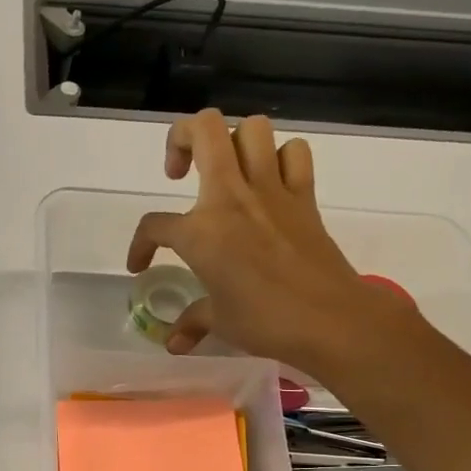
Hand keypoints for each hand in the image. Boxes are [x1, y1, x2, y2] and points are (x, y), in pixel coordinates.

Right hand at [126, 110, 409, 379]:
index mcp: (200, 232)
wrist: (330, 319)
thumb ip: (192, 321)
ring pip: (252, 129)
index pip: (154, 225)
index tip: (141, 265)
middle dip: (182, 138)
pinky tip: (269, 181)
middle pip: (205, 130)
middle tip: (179, 171)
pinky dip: (280, 158)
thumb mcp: (219, 321)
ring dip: (232, 141)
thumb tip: (173, 342)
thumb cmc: (264, 321)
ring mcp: (272, 190)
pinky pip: (294, 153)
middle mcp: (232, 197)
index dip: (140, 245)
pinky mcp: (304, 195)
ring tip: (224, 170)